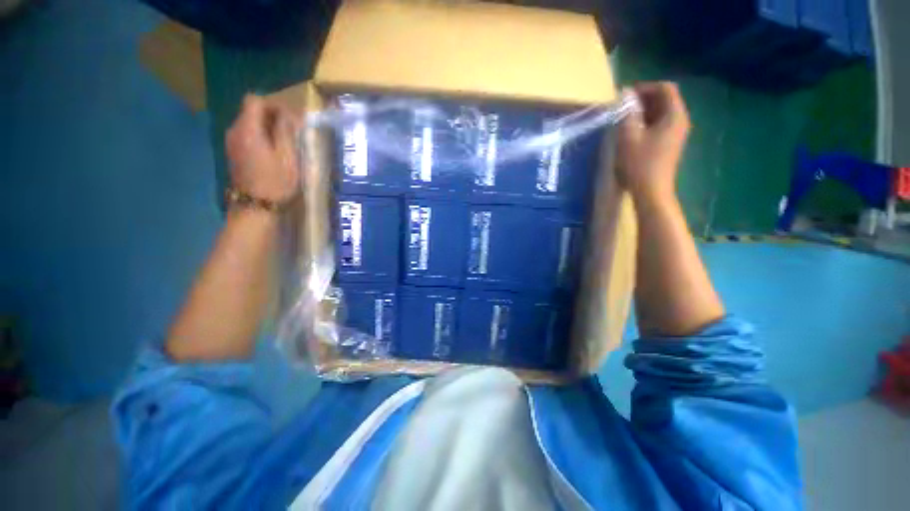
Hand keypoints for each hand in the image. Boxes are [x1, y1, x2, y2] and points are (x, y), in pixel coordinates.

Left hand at [226, 94, 300, 203]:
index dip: (273, 104)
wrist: (256, 208)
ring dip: (267, 128)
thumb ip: (285, 131)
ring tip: (285, 142)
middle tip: (292, 131)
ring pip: (249, 124)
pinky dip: (261, 137)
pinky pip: (247, 136)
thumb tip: (287, 114)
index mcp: (247, 129)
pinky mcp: (234, 154)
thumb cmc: (276, 182)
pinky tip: (274, 152)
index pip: (254, 100)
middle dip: (272, 116)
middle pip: (250, 111)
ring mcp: (231, 144)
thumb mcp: (287, 157)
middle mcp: (234, 131)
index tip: (290, 118)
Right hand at [615, 82, 690, 199]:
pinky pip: (660, 125)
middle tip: (623, 107)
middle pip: (665, 99)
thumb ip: (628, 113)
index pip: (665, 89)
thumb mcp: (629, 136)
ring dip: (644, 112)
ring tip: (625, 119)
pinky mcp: (670, 144)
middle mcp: (680, 120)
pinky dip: (647, 123)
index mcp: (674, 115)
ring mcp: (676, 133)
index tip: (626, 96)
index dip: (646, 88)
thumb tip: (626, 95)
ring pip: (662, 113)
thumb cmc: (639, 163)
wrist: (651, 191)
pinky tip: (633, 132)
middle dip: (644, 99)